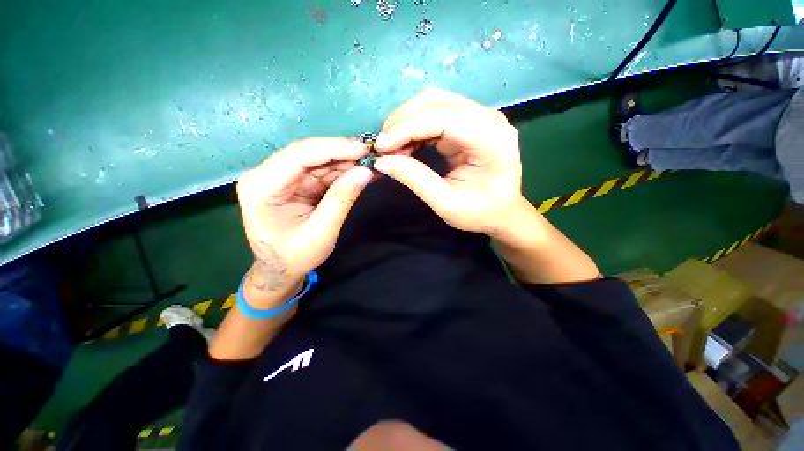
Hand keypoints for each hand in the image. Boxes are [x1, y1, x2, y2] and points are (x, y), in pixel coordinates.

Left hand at [236, 138, 372, 304]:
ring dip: (344, 162)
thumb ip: (342, 199)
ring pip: (317, 161)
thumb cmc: (295, 256)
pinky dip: (341, 172)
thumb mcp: (322, 231)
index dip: (333, 148)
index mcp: (262, 187)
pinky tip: (358, 171)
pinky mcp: (294, 183)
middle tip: (371, 155)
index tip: (362, 149)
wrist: (281, 269)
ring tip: (369, 163)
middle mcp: (266, 175)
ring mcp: (280, 177)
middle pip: (308, 154)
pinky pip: (320, 171)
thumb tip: (366, 171)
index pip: (298, 156)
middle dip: (341, 154)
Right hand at [373, 89, 524, 236]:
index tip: (381, 146)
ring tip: (391, 146)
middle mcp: (489, 119)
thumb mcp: (446, 204)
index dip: (408, 128)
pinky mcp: (470, 122)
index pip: (444, 119)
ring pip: (434, 103)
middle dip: (403, 121)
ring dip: (406, 121)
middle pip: (437, 102)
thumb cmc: (480, 213)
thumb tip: (382, 161)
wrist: (502, 212)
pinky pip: (436, 114)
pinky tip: (404, 144)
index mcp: (492, 140)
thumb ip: (416, 179)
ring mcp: (480, 117)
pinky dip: (415, 126)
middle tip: (383, 147)